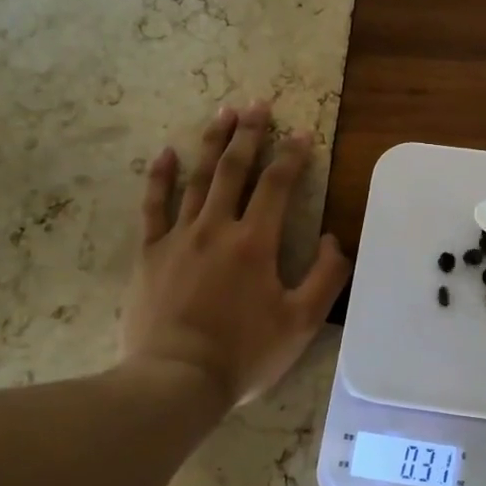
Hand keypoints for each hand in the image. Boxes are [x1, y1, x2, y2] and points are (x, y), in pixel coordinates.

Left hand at [121, 102, 349, 412]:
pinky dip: (159, 178)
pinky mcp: (150, 254)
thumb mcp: (301, 322)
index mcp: (255, 242)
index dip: (292, 156)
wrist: (176, 380)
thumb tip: (335, 240)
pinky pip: (153, 207)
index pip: (277, 185)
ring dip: (212, 144)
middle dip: (250, 134)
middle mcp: (217, 228)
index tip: (302, 133)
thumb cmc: (244, 353)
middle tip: (257, 104)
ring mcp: (179, 238)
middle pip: (235, 170)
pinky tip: (165, 153)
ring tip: (223, 113)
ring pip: (197, 179)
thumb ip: (326, 278)